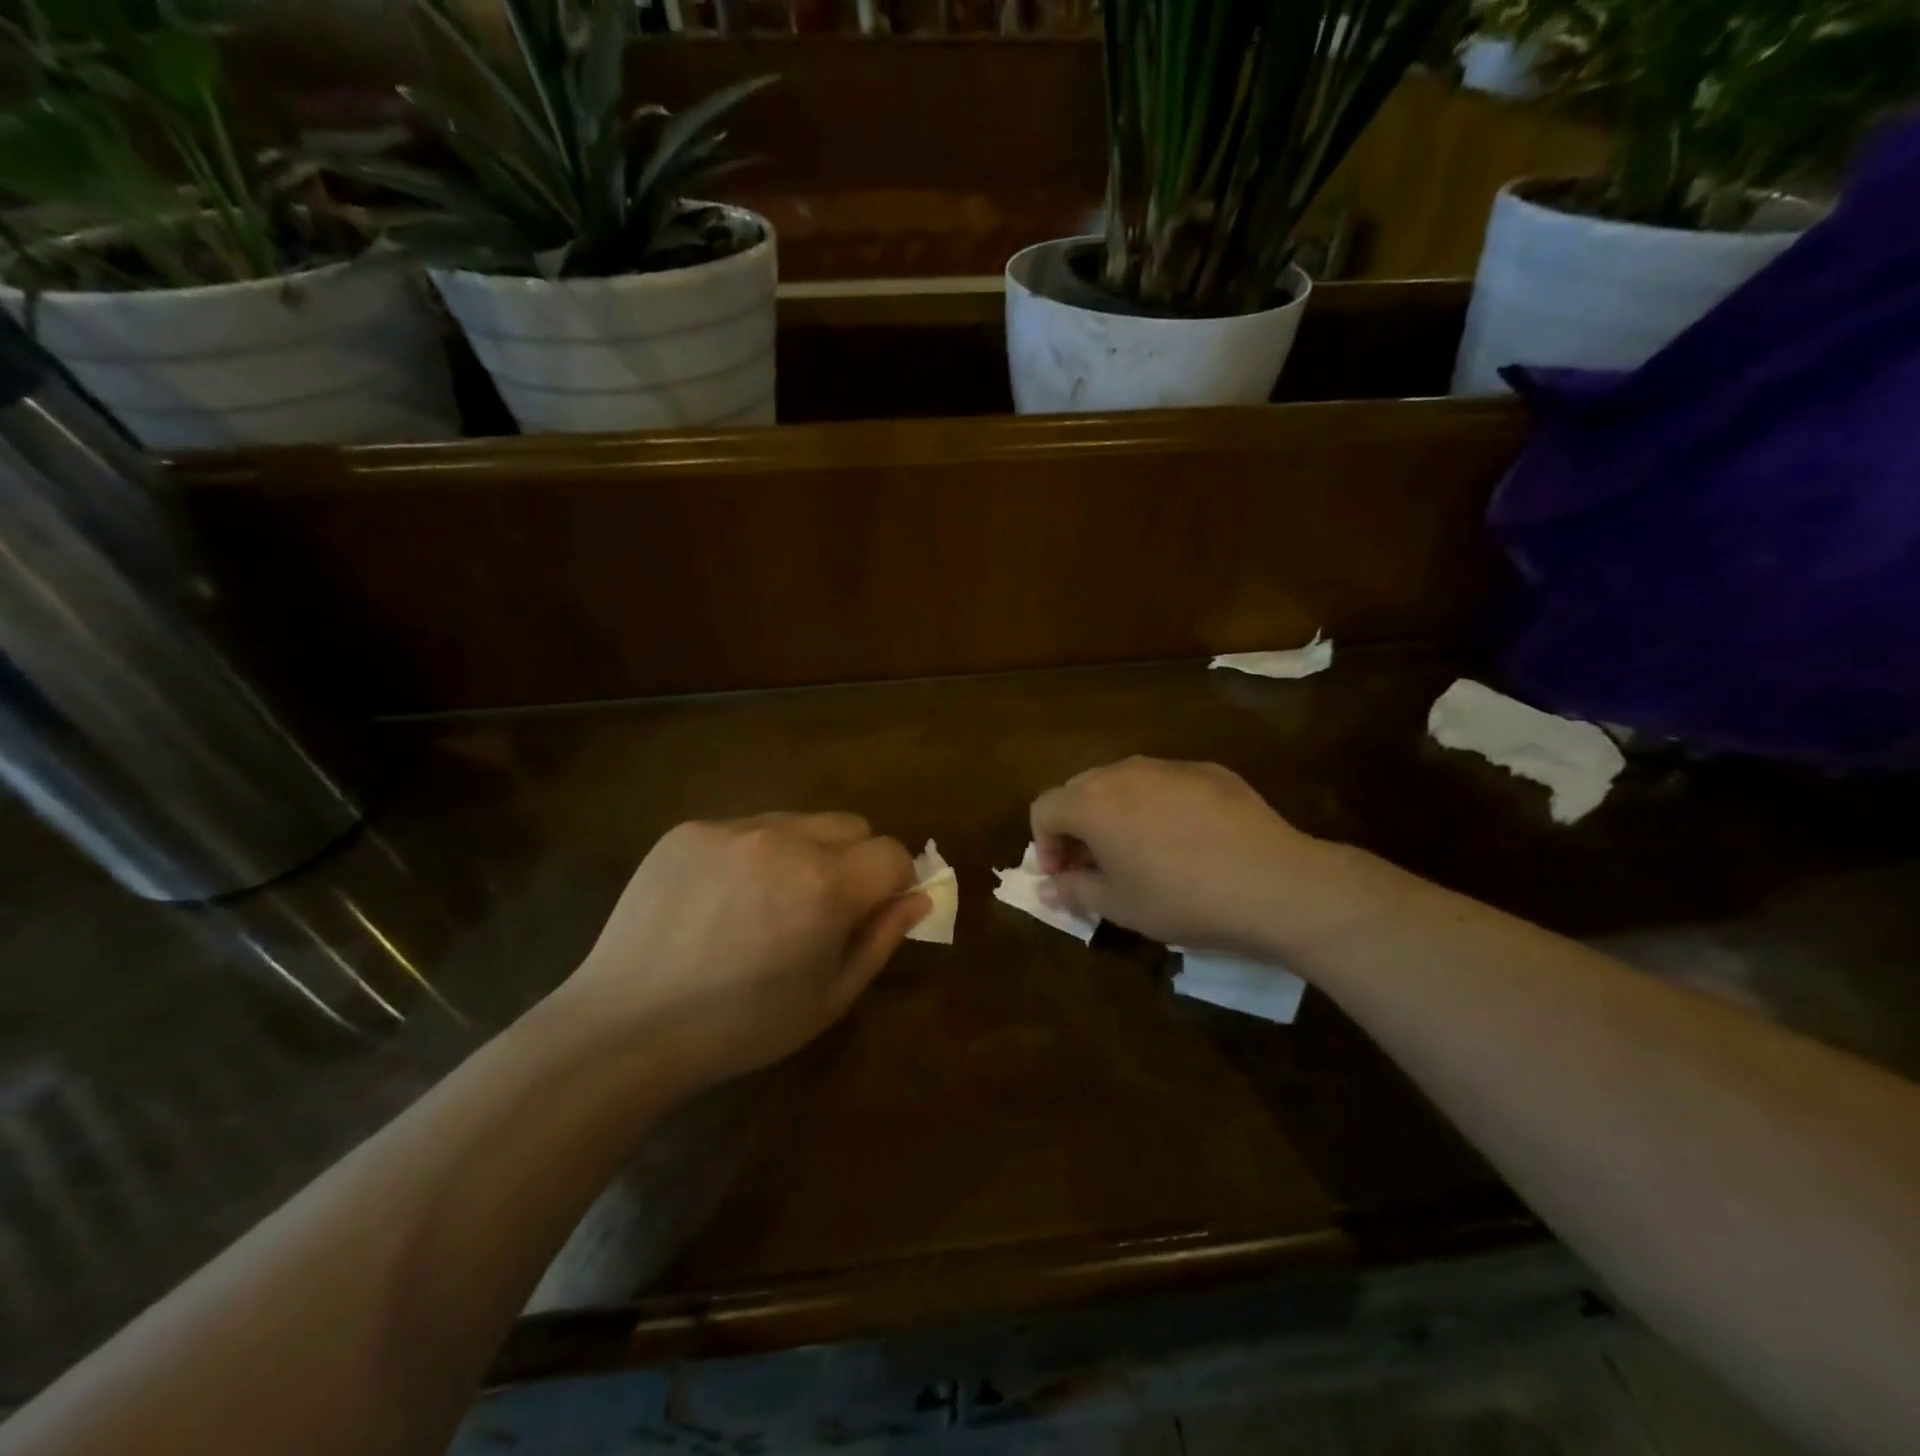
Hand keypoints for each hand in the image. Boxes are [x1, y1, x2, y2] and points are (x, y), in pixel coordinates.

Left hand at [558, 813, 924, 1087]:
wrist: (625, 1026)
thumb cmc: (740, 1027)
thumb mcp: (828, 998)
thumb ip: (882, 939)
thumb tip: (918, 897)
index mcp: (825, 885)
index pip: (892, 852)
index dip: (893, 882)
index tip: (873, 910)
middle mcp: (784, 840)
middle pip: (851, 825)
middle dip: (854, 860)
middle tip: (821, 908)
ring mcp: (731, 828)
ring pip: (798, 822)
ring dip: (803, 853)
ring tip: (765, 904)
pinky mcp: (689, 830)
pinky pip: (745, 828)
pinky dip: (752, 854)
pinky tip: (721, 899)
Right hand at [1030, 757, 1363, 956]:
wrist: (1274, 882)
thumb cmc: (1182, 899)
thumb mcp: (1120, 906)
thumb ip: (1074, 891)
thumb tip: (1048, 887)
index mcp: (1092, 802)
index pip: (1044, 809)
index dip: (1044, 844)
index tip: (1064, 876)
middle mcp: (1124, 772)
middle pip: (1079, 790)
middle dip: (1076, 826)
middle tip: (1095, 866)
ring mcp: (1169, 766)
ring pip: (1123, 782)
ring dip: (1115, 813)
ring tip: (1140, 851)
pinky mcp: (1209, 770)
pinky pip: (1165, 783)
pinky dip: (1157, 805)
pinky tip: (1187, 840)